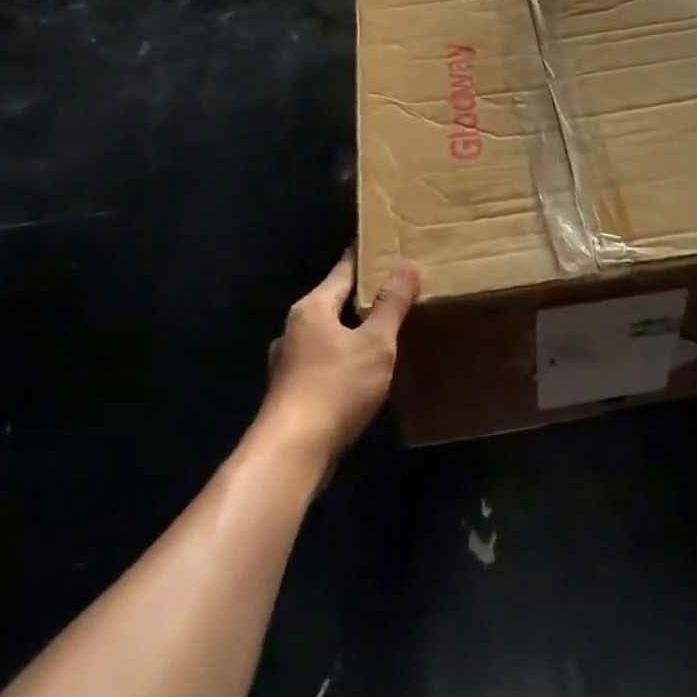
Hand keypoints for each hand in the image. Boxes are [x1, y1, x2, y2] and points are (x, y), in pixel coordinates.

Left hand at [258, 249, 419, 462]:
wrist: (290, 454)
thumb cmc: (335, 388)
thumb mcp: (375, 343)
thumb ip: (392, 304)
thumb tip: (408, 263)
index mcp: (313, 308)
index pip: (343, 270)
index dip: (365, 256)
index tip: (383, 243)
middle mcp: (295, 328)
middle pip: (333, 300)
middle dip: (360, 294)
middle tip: (394, 286)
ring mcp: (288, 361)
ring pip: (326, 333)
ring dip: (351, 329)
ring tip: (381, 328)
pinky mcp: (290, 391)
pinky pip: (323, 360)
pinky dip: (342, 356)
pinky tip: (360, 371)